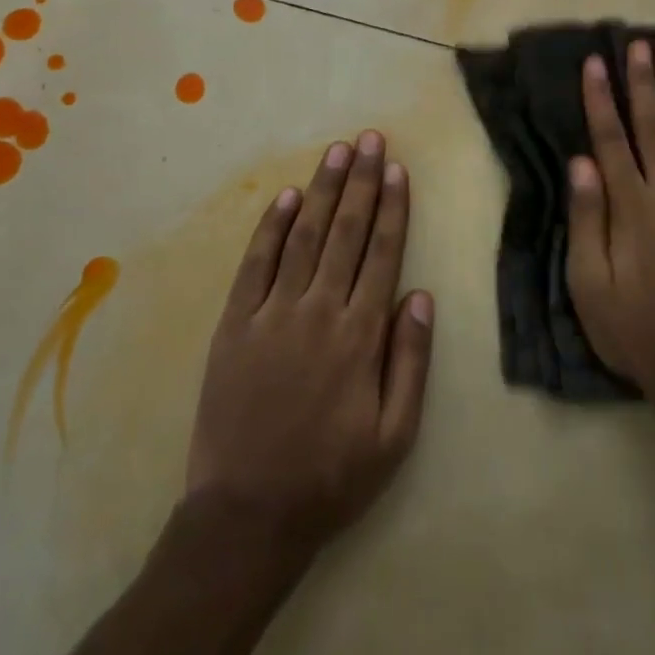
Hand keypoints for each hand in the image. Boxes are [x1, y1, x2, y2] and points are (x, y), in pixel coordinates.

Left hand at [185, 131, 433, 551]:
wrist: (247, 514)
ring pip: (303, 237)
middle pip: (345, 232)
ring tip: (337, 152)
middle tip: (370, 140)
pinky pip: (255, 264)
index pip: (381, 254)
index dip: (391, 208)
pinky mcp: (234, 325)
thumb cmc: (331, 477)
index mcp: (359, 336)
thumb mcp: (395, 436)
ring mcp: (271, 314)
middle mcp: (317, 311)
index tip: (397, 169)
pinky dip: (271, 228)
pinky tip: (286, 198)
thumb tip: (420, 296)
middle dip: (361, 182)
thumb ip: (410, 361)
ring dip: (322, 190)